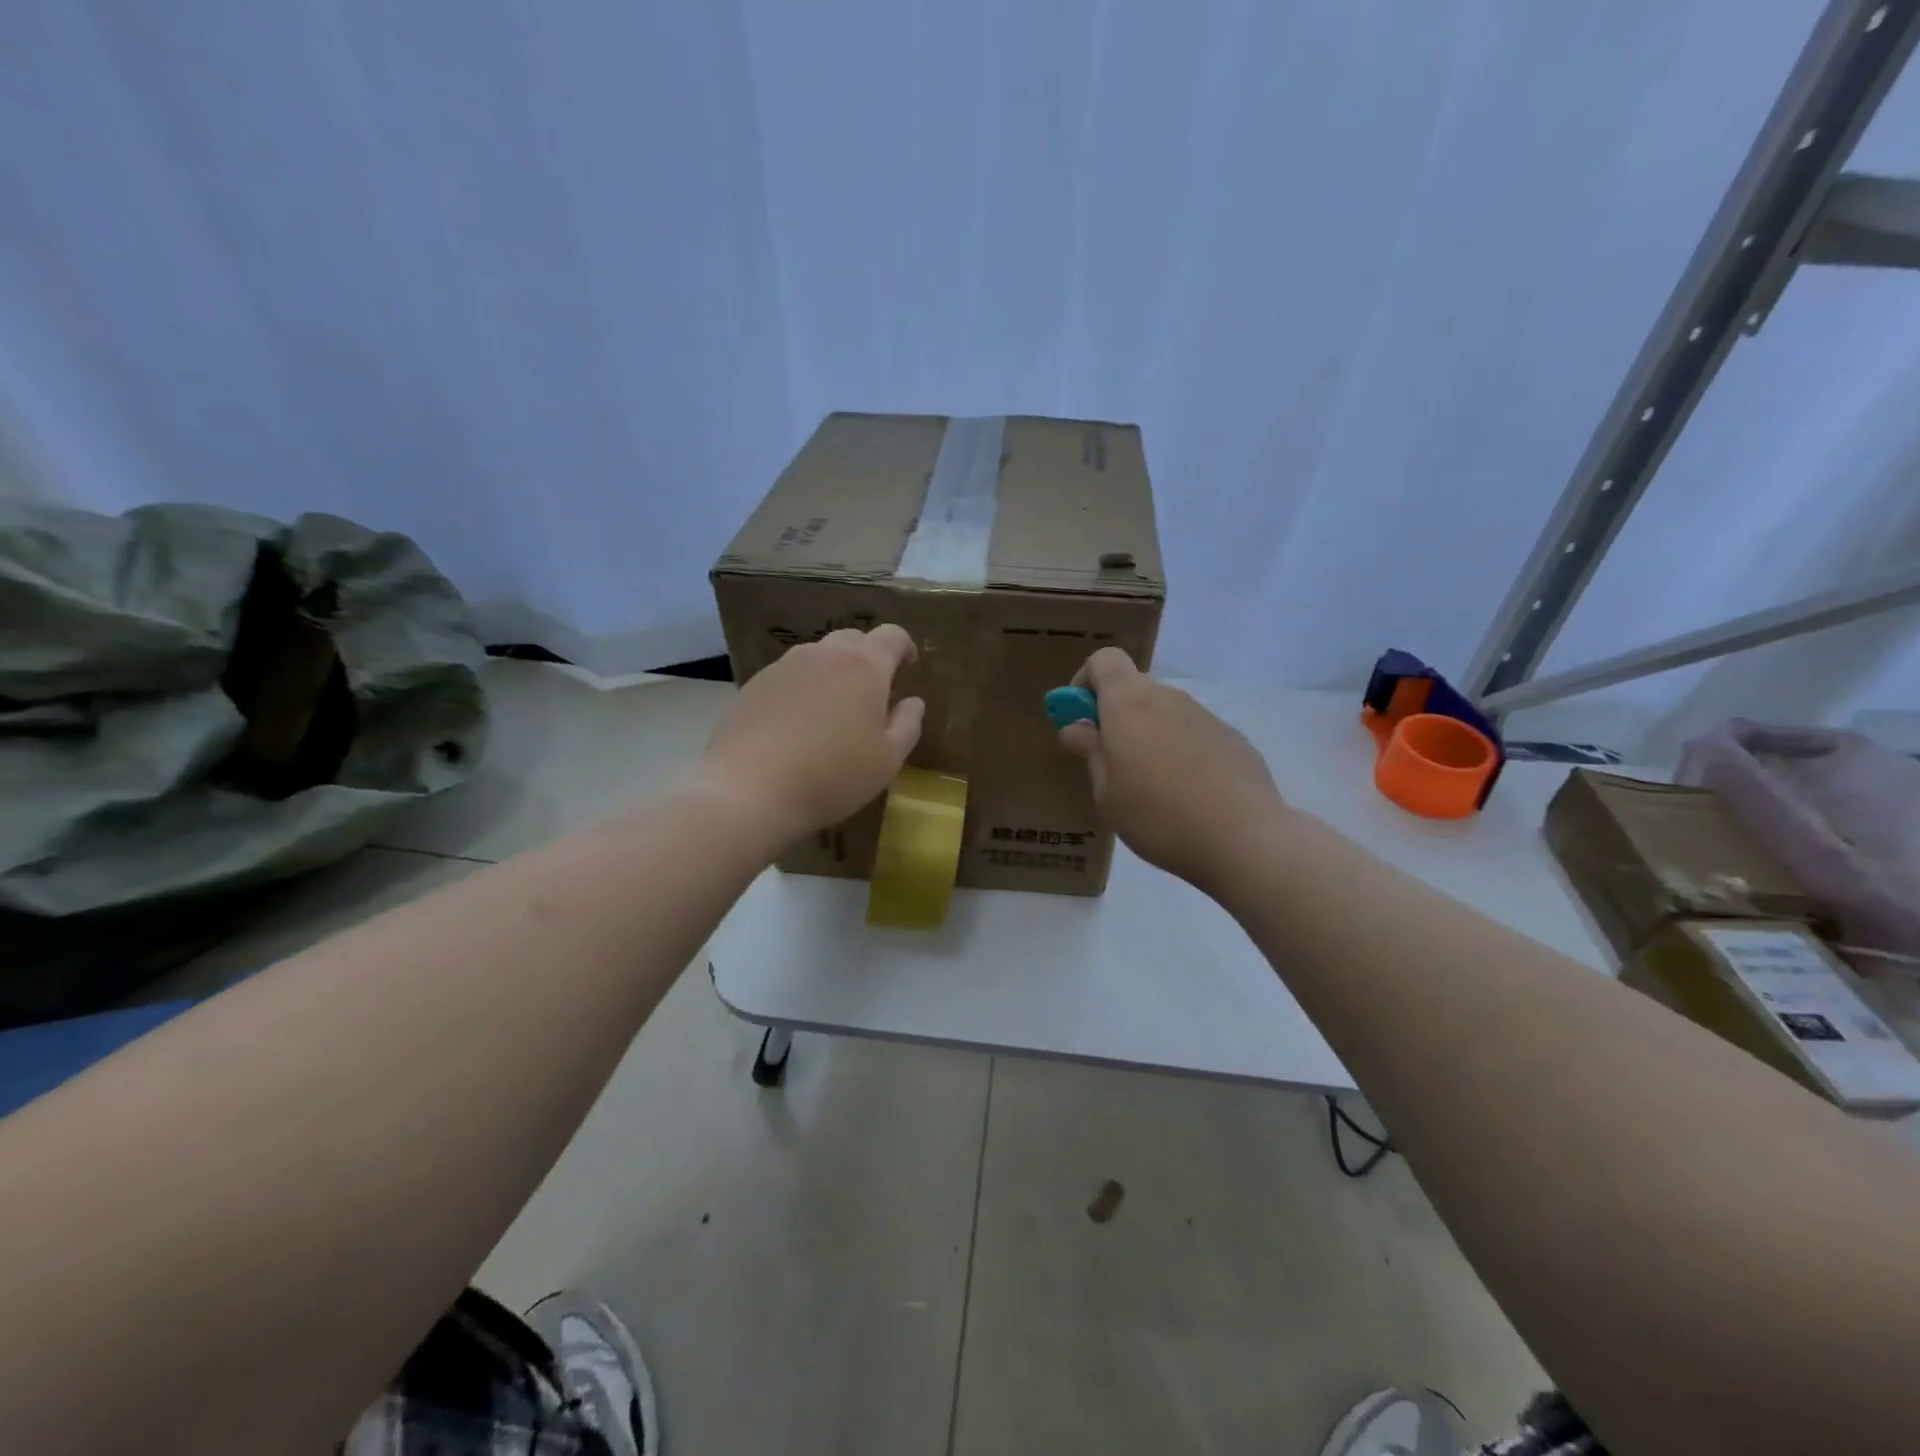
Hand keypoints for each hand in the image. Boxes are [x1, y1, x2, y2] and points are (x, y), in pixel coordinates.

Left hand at [702, 625, 924, 845]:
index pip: (892, 636)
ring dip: (832, 672)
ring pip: (818, 655)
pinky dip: (801, 688)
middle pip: (853, 640)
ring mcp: (784, 666)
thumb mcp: (887, 760)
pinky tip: (796, 724)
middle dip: (868, 657)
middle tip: (872, 692)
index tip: (908, 666)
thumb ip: (907, 725)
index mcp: (865, 666)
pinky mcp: (754, 684)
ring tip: (832, 709)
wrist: (749, 788)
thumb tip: (913, 702)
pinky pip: (789, 675)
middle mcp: (824, 654)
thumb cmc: (833, 775)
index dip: (904, 647)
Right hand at [1057, 648, 1285, 893]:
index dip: (1086, 682)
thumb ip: (1092, 754)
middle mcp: (1167, 699)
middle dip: (1116, 715)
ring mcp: (1204, 716)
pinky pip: (1193, 734)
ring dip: (1149, 734)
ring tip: (1150, 787)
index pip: (1104, 661)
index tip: (1080, 719)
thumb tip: (1076, 727)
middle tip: (1110, 761)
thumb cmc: (1158, 816)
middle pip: (1134, 687)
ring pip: (1165, 712)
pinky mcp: (1233, 739)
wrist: (1244, 839)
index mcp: (1128, 704)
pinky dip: (1180, 751)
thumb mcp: (1107, 794)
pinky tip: (1187, 795)